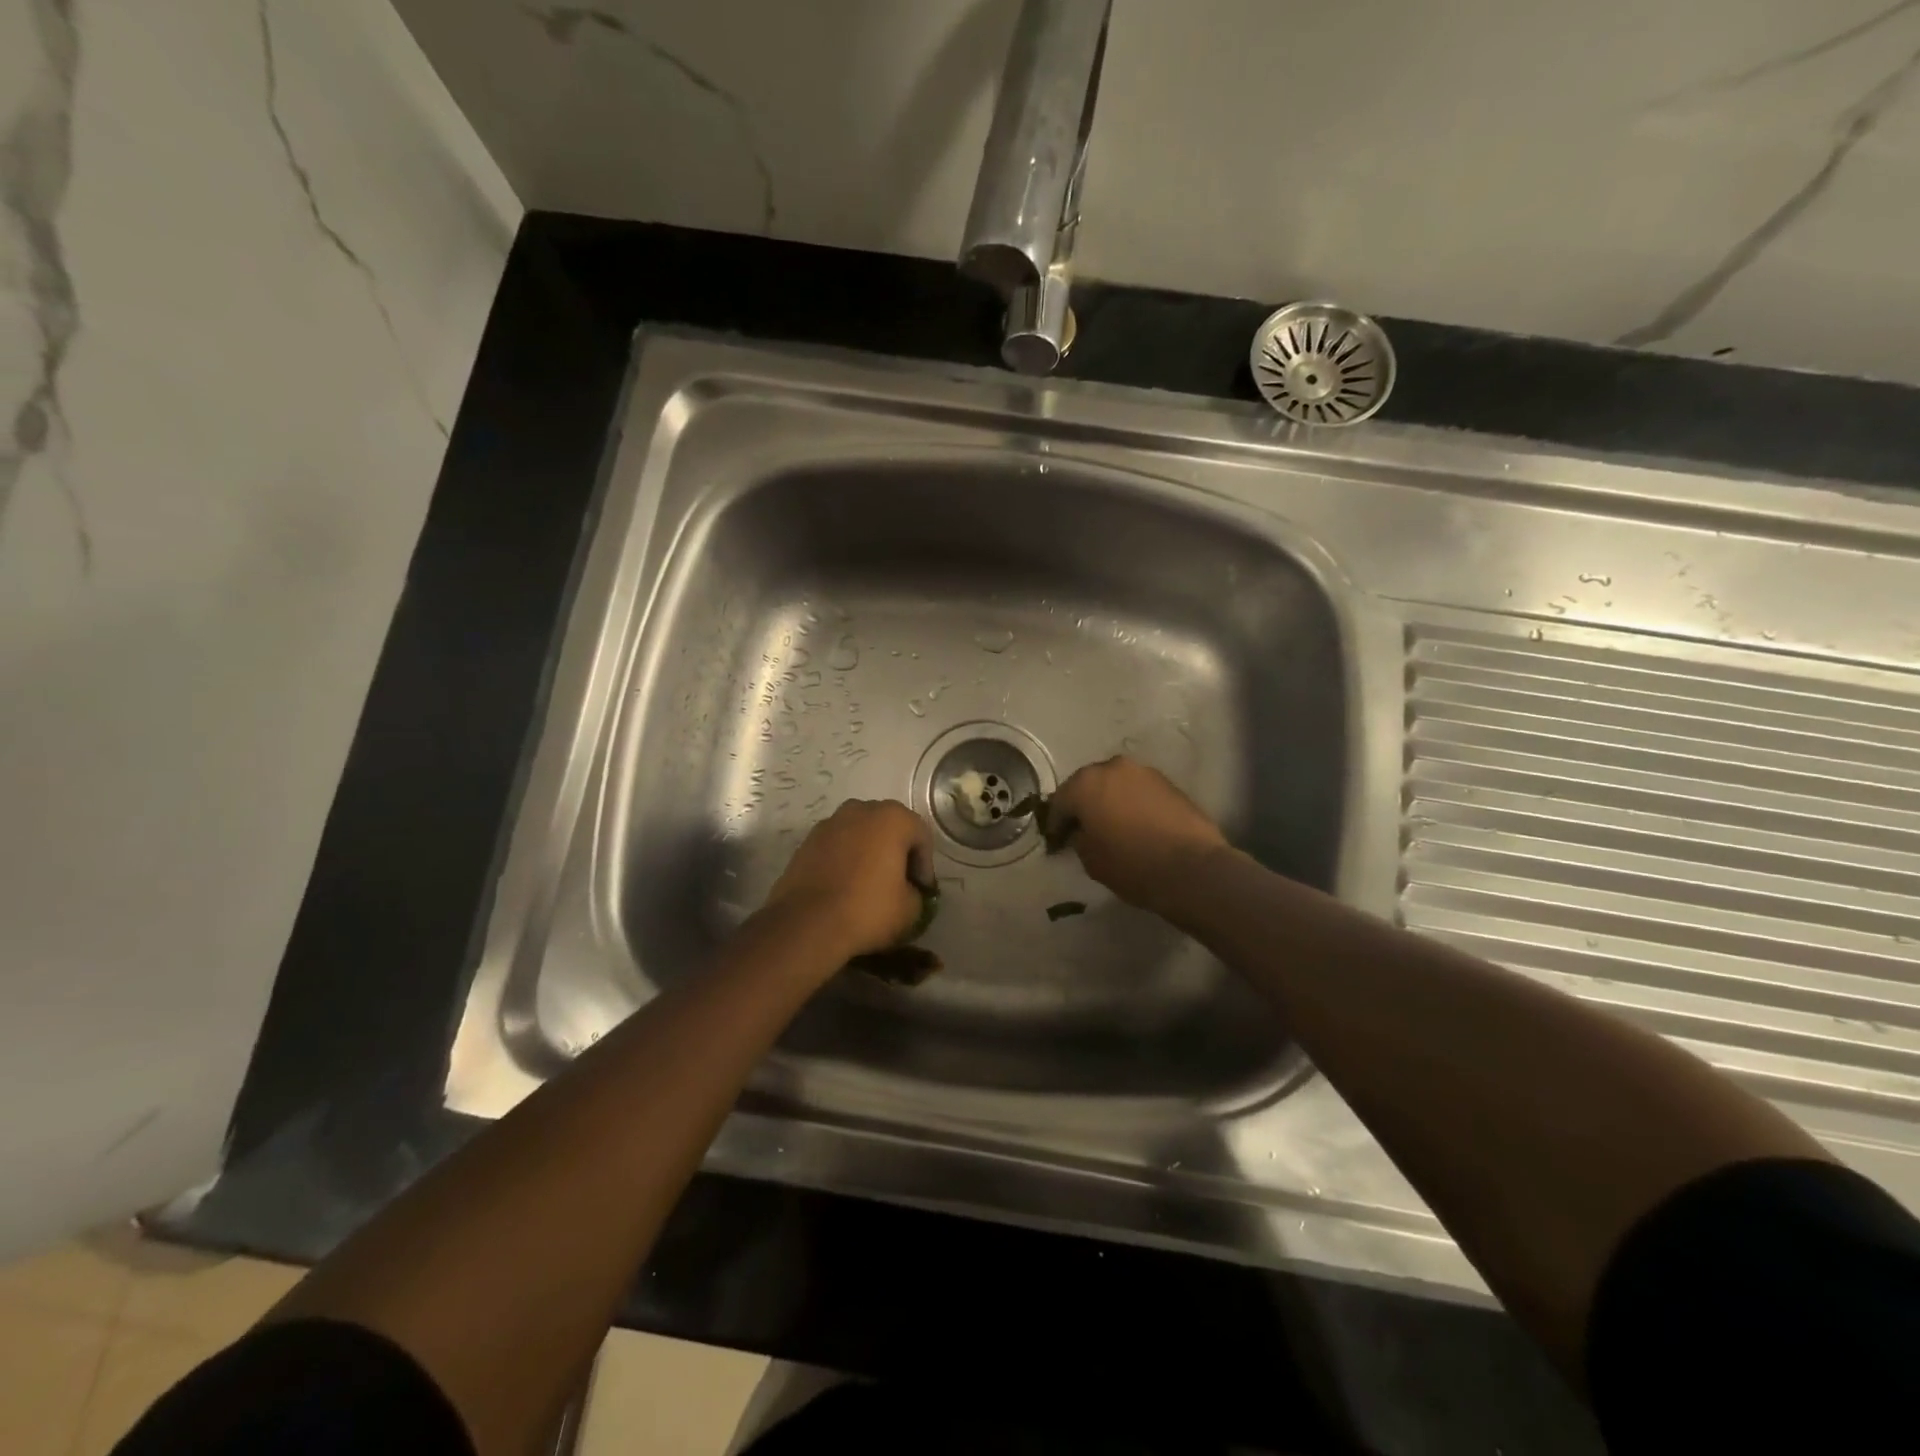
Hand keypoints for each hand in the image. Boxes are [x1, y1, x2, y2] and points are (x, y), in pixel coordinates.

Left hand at [761, 800, 933, 959]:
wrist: (806, 925)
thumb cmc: (868, 910)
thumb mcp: (911, 909)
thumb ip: (916, 892)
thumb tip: (907, 890)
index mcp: (892, 818)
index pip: (921, 836)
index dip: (925, 866)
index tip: (921, 891)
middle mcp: (860, 810)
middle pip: (889, 828)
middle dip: (897, 853)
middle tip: (899, 884)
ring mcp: (829, 823)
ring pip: (860, 835)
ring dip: (869, 853)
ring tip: (869, 885)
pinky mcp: (807, 842)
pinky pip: (837, 847)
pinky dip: (845, 860)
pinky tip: (844, 887)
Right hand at [1049, 757, 1228, 915]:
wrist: (1192, 868)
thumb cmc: (1132, 864)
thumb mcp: (1090, 859)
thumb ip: (1079, 838)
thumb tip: (1081, 832)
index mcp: (1086, 783)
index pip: (1060, 802)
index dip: (1055, 824)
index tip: (1055, 842)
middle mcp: (1113, 768)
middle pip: (1088, 785)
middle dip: (1082, 806)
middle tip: (1080, 830)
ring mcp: (1144, 772)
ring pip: (1115, 785)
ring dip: (1108, 801)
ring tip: (1110, 827)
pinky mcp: (1168, 783)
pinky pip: (1138, 791)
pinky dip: (1131, 803)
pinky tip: (1134, 824)